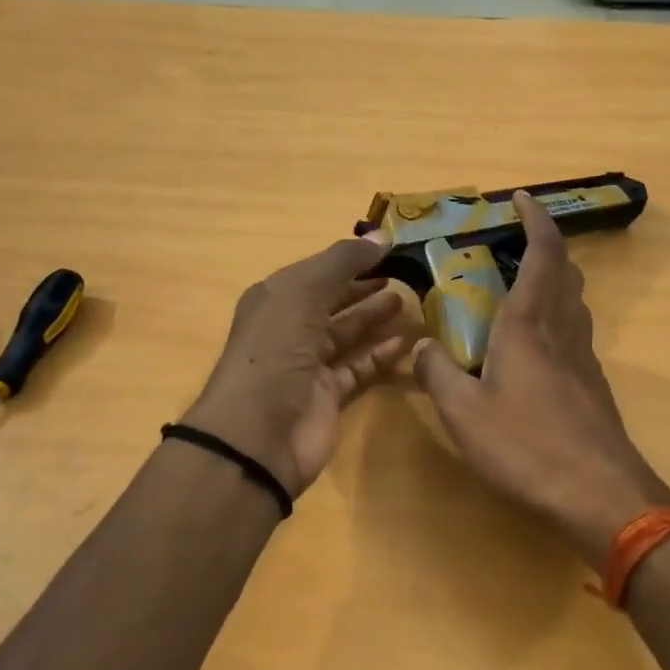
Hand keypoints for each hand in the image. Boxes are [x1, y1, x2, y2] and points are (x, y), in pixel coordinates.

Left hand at [184, 237, 409, 495]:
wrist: (258, 434)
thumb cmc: (276, 349)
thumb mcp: (304, 291)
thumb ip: (343, 261)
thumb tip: (381, 236)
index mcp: (276, 298)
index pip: (318, 271)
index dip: (351, 259)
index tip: (391, 249)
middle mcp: (290, 328)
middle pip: (333, 301)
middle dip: (365, 287)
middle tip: (405, 275)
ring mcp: (308, 364)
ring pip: (347, 333)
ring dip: (375, 317)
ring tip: (410, 302)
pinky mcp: (328, 396)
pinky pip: (359, 367)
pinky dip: (381, 355)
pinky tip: (406, 342)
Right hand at [414, 192, 669, 566]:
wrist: (600, 495)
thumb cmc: (527, 447)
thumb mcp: (464, 414)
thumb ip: (437, 374)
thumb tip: (421, 347)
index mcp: (529, 324)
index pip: (541, 254)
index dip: (535, 220)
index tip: (522, 198)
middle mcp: (562, 329)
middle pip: (565, 271)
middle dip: (544, 245)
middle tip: (513, 242)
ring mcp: (584, 357)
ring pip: (574, 300)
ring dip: (553, 279)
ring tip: (519, 285)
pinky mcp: (592, 384)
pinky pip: (574, 330)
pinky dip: (556, 315)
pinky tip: (533, 344)